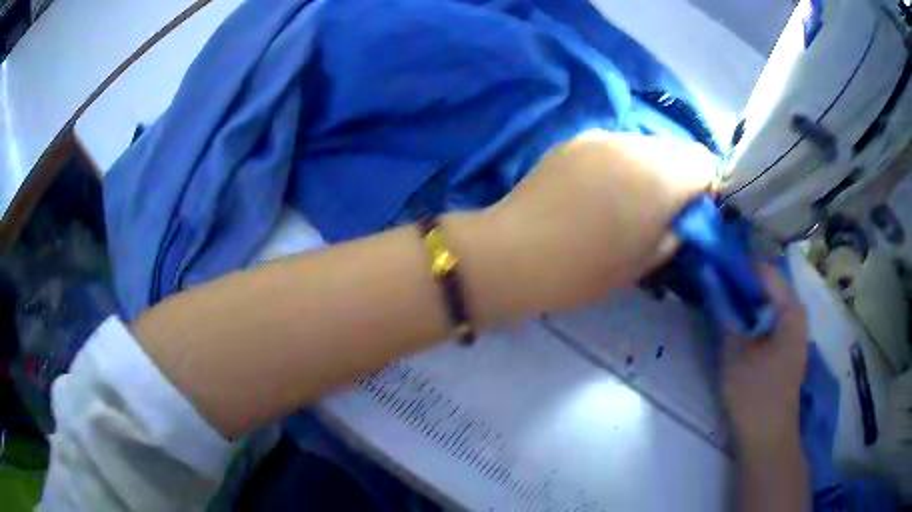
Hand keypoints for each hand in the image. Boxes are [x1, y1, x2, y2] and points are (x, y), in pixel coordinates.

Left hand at [488, 130, 716, 311]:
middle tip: (660, 209)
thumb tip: (681, 218)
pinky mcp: (575, 140)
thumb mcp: (644, 262)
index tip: (694, 211)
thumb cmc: (585, 269)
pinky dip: (620, 164)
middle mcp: (636, 145)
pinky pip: (614, 146)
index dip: (707, 186)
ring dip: (647, 168)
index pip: (705, 164)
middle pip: (675, 151)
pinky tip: (596, 191)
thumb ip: (675, 233)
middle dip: (677, 176)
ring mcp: (602, 137)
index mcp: (662, 176)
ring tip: (625, 201)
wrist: (515, 252)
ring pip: (644, 146)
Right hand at [722, 265, 808, 447]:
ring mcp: (792, 332)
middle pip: (767, 286)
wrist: (767, 438)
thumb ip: (724, 313)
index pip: (764, 271)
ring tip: (718, 299)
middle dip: (739, 283)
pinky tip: (733, 323)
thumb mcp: (735, 353)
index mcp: (790, 309)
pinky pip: (767, 321)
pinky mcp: (785, 348)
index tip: (711, 263)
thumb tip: (709, 277)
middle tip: (711, 282)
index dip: (737, 265)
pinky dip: (750, 318)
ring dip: (744, 301)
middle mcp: (796, 314)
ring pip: (766, 304)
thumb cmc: (755, 395)